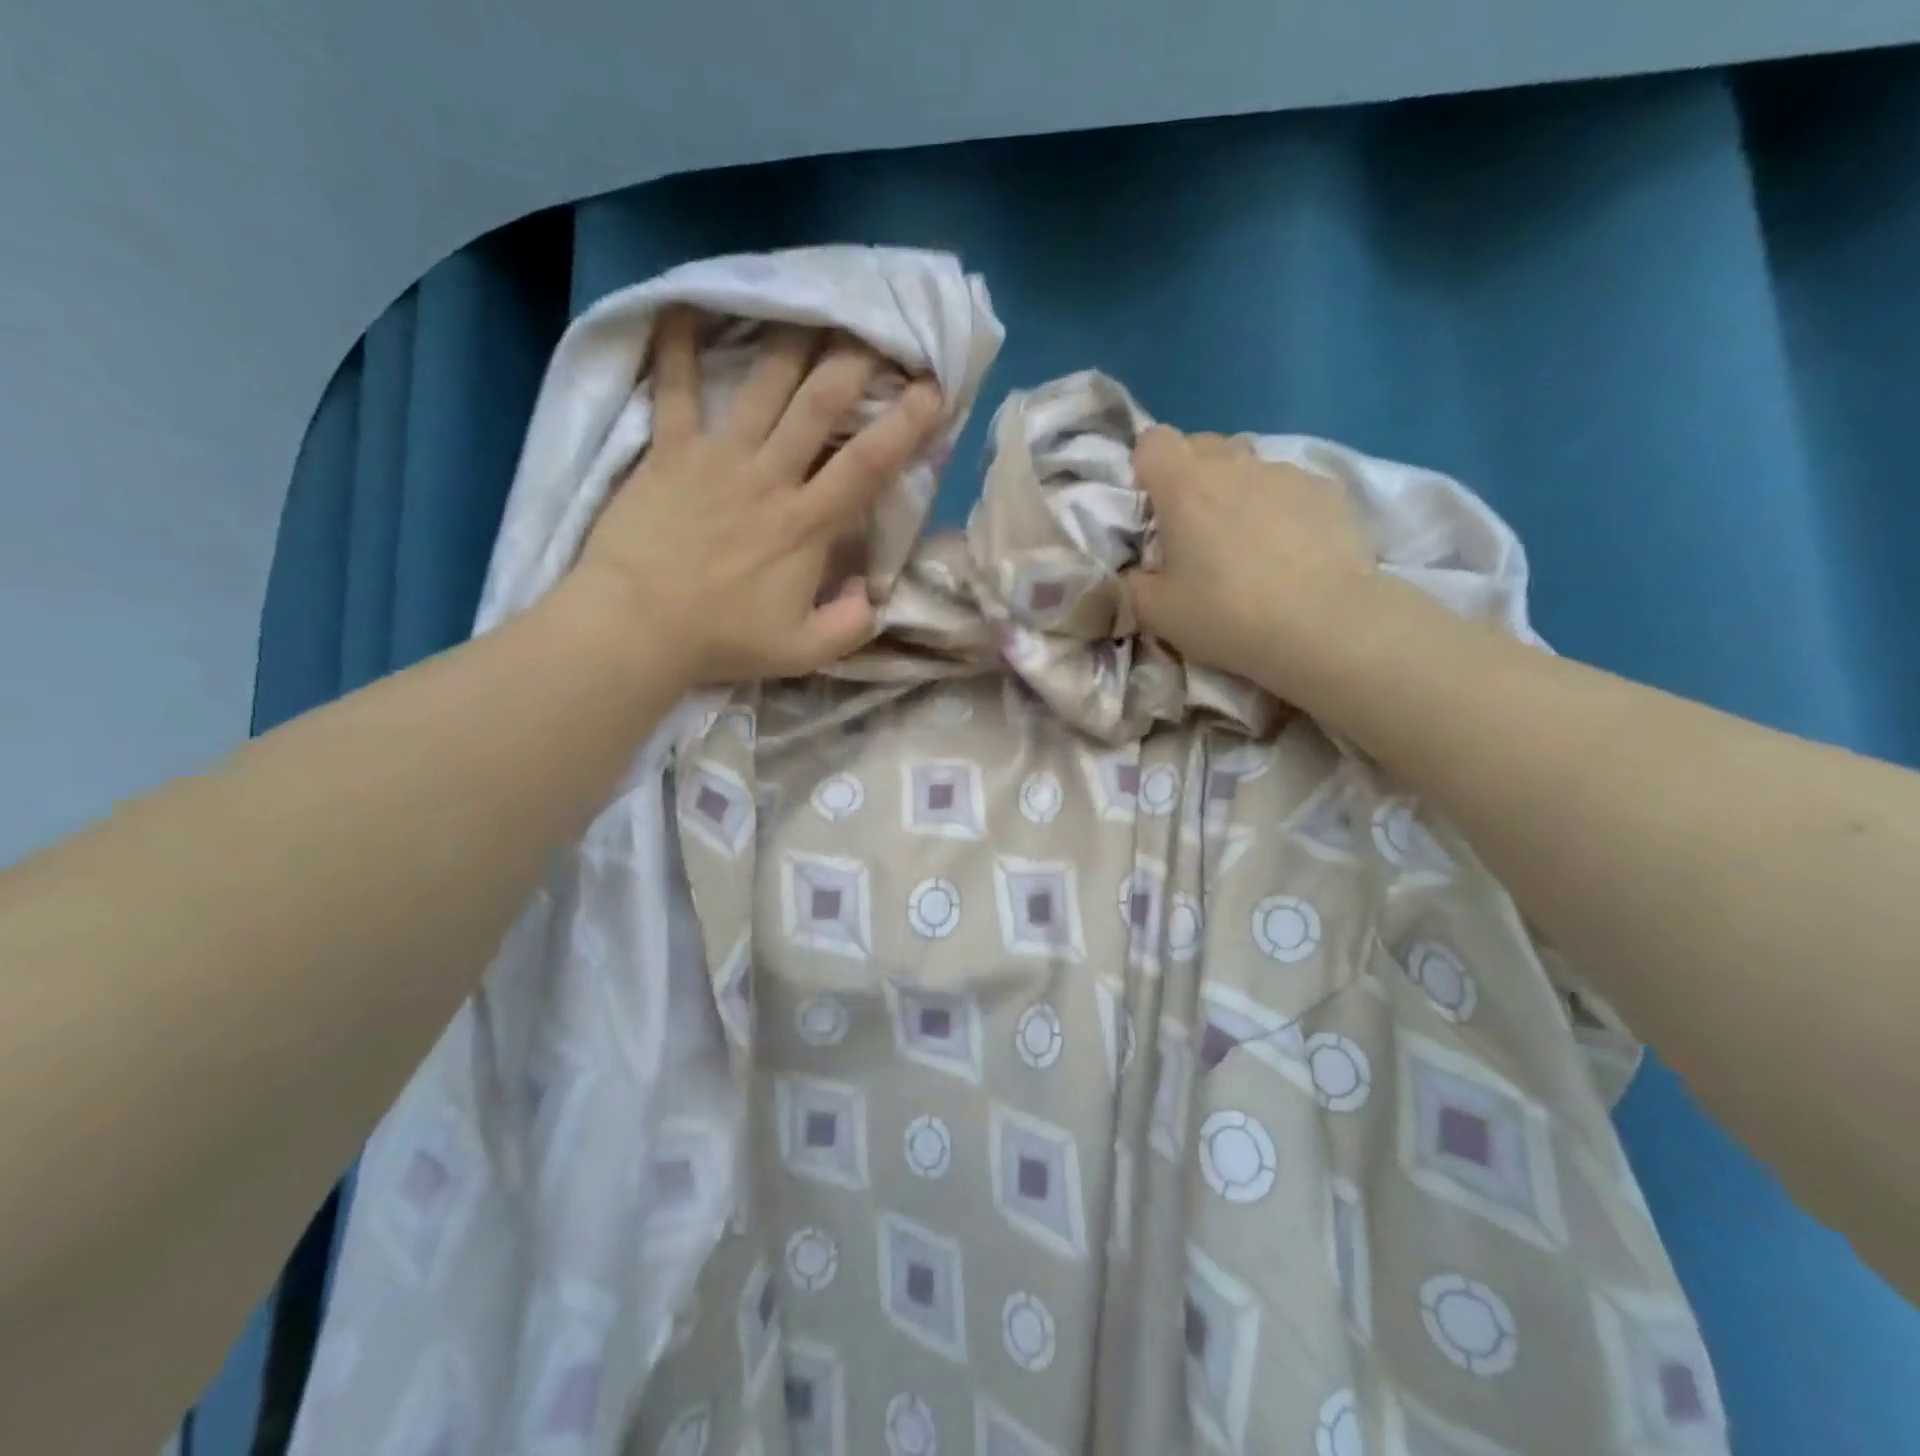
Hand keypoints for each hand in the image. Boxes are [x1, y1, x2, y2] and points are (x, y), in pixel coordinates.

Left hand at [571, 308, 941, 686]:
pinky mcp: (671, 451)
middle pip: (820, 405)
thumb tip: (873, 593)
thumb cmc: (721, 640)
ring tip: (812, 306)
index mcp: (807, 524)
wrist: (636, 626)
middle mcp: (771, 477)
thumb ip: (850, 627)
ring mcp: (719, 457)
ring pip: (763, 385)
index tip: (932, 389)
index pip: (868, 464)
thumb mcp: (802, 653)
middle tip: (877, 329)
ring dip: (792, 342)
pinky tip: (683, 305)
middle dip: (855, 363)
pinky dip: (678, 346)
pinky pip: (676, 389)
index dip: (906, 423)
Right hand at [1124, 426, 1378, 702]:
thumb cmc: (1227, 615)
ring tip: (1247, 539)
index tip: (1150, 505)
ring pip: (1248, 464)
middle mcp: (1234, 466)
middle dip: (1190, 475)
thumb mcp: (1156, 613)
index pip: (1152, 440)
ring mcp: (1286, 473)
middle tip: (1193, 527)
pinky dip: (1280, 506)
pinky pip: (1290, 484)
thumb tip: (1134, 573)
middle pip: (1201, 445)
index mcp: (1184, 487)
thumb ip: (1133, 584)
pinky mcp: (1328, 490)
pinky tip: (1291, 548)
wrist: (1325, 626)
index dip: (1145, 466)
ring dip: (1237, 489)